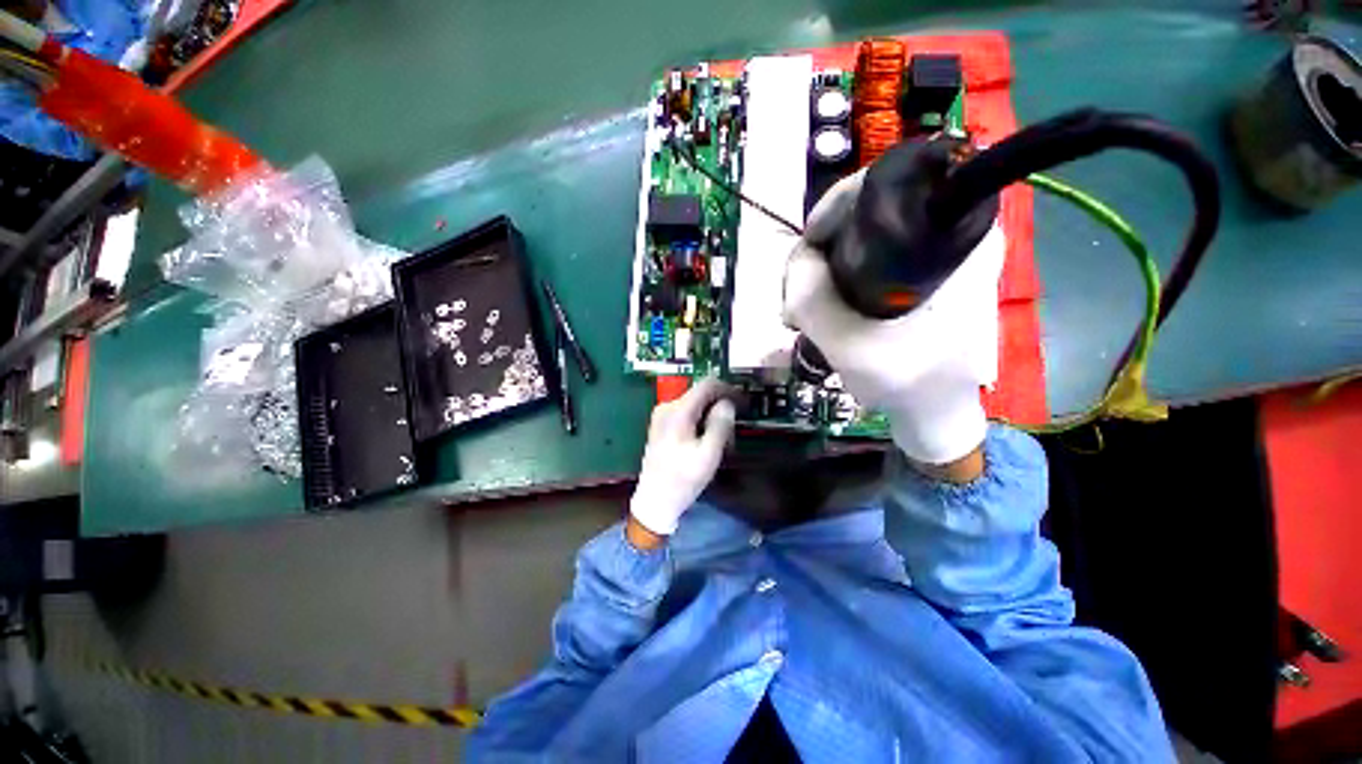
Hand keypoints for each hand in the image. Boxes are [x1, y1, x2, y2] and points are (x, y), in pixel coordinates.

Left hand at [629, 378, 736, 536]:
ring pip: (695, 404)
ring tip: (722, 440)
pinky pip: (687, 413)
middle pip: (701, 394)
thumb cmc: (683, 480)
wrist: (655, 501)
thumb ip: (720, 425)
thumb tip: (727, 404)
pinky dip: (701, 421)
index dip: (728, 389)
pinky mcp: (662, 425)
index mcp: (677, 411)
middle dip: (720, 406)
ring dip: (712, 416)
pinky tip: (707, 441)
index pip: (706, 384)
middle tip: (733, 429)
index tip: (742, 402)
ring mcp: (662, 415)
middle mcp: (667, 406)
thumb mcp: (708, 455)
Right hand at [782, 169, 1004, 466]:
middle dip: (823, 248)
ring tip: (801, 308)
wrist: (935, 415)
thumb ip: (813, 298)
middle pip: (870, 213)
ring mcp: (936, 257)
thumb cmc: (908, 382)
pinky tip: (820, 309)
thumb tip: (797, 259)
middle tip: (797, 290)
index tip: (808, 245)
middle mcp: (953, 234)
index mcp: (960, 234)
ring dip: (824, 269)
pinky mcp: (921, 278)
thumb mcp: (850, 343)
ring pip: (863, 240)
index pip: (890, 182)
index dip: (838, 206)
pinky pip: (868, 262)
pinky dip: (837, 281)